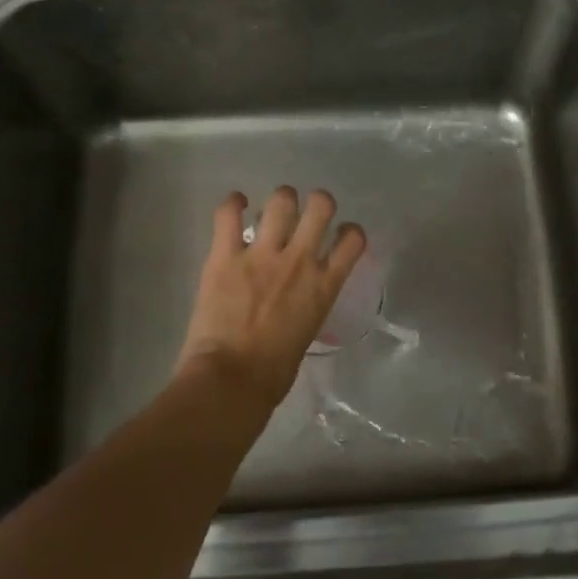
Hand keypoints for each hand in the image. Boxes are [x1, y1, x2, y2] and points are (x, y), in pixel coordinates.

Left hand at [175, 187, 366, 410]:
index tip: (341, 234)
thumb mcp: (307, 332)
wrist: (233, 377)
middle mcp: (299, 261)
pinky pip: (228, 214)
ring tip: (273, 210)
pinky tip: (236, 204)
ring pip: (281, 202)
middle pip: (320, 206)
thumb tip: (296, 301)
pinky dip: (233, 204)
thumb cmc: (274, 372)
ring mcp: (262, 255)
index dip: (350, 231)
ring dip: (280, 201)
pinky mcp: (225, 256)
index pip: (352, 241)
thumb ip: (308, 306)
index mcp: (324, 286)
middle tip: (307, 213)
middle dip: (317, 203)